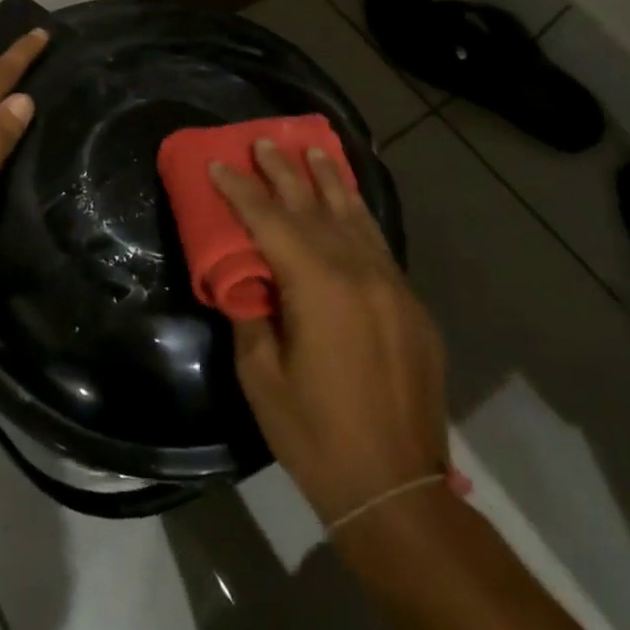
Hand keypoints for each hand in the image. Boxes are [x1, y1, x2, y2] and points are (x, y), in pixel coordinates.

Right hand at [213, 141, 454, 528]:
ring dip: (328, 180)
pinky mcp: (411, 304)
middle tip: (262, 140)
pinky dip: (358, 214)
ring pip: (354, 216)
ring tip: (311, 150)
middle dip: (284, 172)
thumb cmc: (316, 433)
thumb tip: (248, 280)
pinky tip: (348, 201)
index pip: (270, 221)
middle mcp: (360, 272)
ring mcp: (392, 285)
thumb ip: (251, 313)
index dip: (240, 190)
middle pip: (314, 207)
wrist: (396, 489)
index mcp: (319, 286)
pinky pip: (378, 243)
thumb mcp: (261, 376)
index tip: (218, 163)